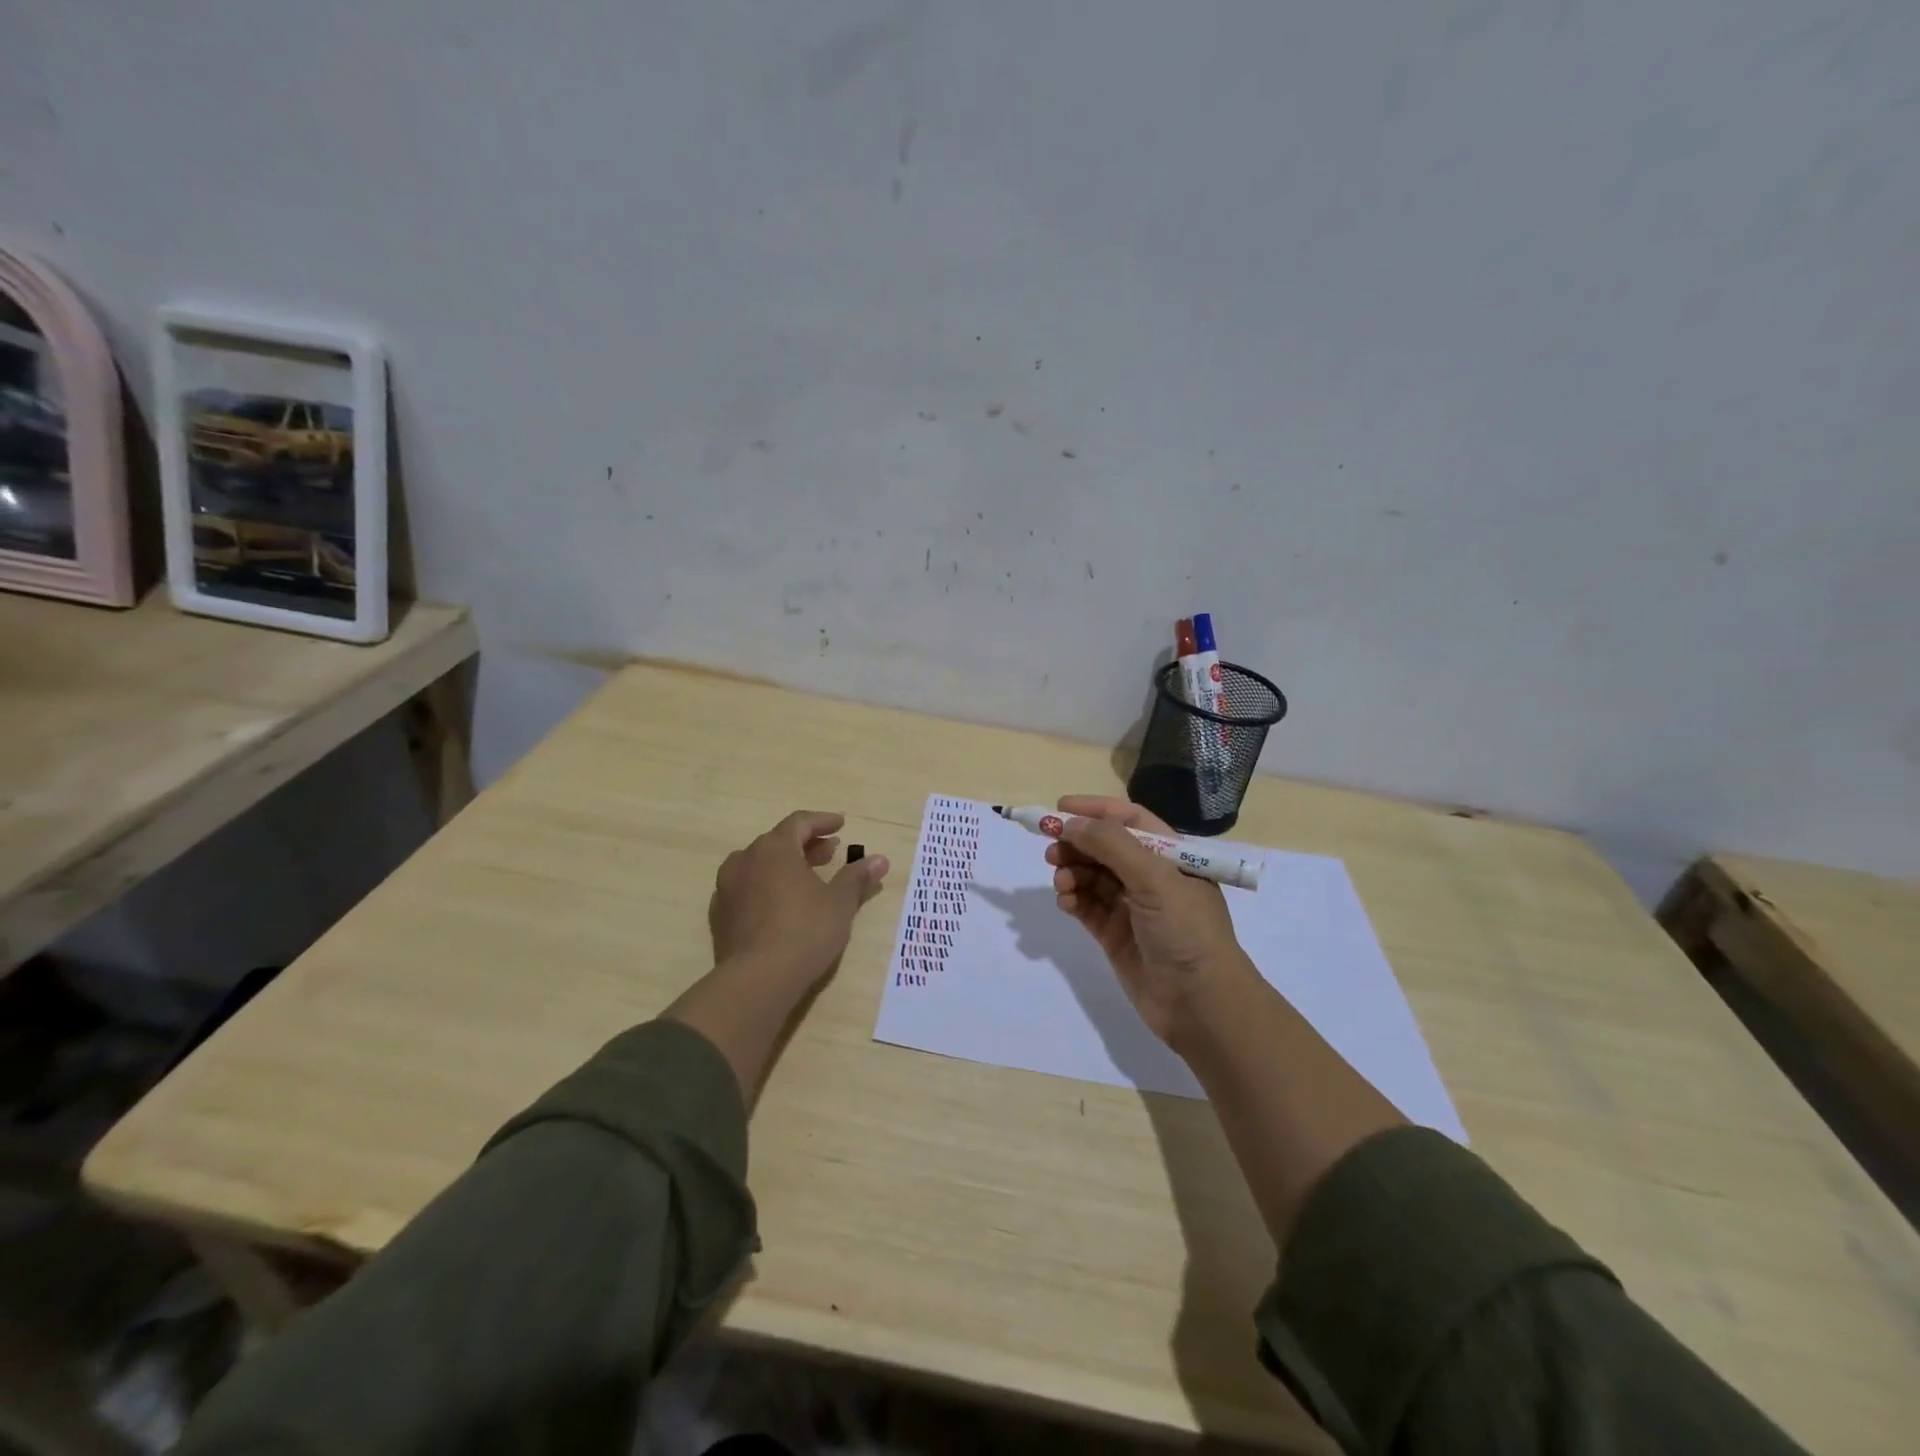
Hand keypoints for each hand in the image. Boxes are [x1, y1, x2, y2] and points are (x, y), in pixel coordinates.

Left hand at [709, 810, 889, 991]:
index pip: (799, 822)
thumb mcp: (839, 903)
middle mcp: (745, 859)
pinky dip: (767, 886)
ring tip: (808, 878)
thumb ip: (857, 877)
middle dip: (807, 845)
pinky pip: (748, 888)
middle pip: (778, 842)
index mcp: (774, 848)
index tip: (840, 824)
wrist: (756, 980)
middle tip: (830, 853)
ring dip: (785, 865)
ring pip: (760, 865)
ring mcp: (728, 887)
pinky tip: (783, 903)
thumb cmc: (805, 931)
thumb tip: (880, 860)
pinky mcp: (721, 914)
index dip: (822, 821)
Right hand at [1045, 795, 1248, 1045]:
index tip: (1060, 809)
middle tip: (1051, 850)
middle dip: (1078, 844)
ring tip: (1061, 882)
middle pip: (1106, 847)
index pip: (1129, 820)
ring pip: (1092, 877)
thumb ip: (1111, 845)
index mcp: (1171, 856)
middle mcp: (1152, 877)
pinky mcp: (1116, 935)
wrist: (1201, 1004)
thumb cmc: (1186, 930)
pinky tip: (1065, 902)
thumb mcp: (1154, 878)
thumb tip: (1070, 823)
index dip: (1096, 810)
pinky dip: (1073, 899)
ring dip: (1072, 872)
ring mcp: (1133, 907)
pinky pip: (1087, 906)